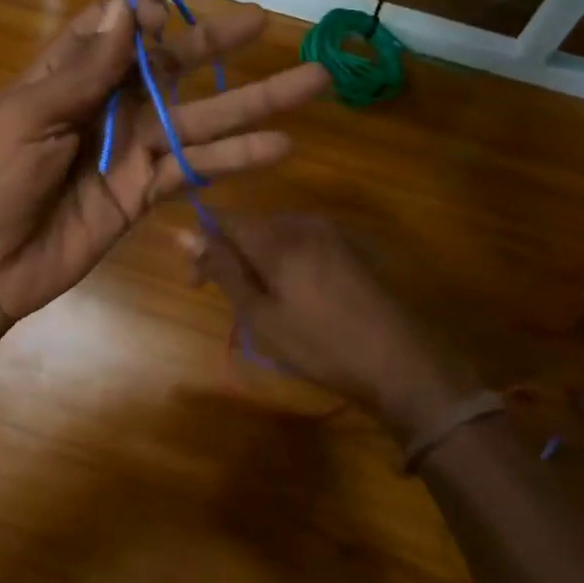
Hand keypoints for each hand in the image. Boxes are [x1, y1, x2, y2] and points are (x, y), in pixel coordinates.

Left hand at [0, 0, 329, 335]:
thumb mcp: (27, 117)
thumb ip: (83, 69)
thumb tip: (129, 7)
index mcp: (68, 77)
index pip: (117, 30)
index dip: (147, 18)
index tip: (170, 18)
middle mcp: (106, 106)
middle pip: (171, 68)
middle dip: (217, 45)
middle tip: (266, 22)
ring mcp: (130, 151)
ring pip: (199, 119)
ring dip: (251, 104)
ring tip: (312, 84)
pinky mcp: (144, 194)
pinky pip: (195, 170)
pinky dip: (235, 160)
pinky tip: (279, 148)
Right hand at [181, 212, 473, 442]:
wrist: (400, 362)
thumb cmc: (320, 345)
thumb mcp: (261, 315)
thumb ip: (223, 270)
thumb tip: (183, 234)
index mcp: (278, 236)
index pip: (223, 220)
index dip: (203, 247)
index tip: (197, 283)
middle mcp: (304, 223)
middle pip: (252, 227)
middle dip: (232, 257)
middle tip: (231, 302)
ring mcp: (333, 233)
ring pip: (278, 237)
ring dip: (260, 262)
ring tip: (262, 305)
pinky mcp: (351, 248)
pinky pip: (304, 245)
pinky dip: (287, 264)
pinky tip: (297, 298)